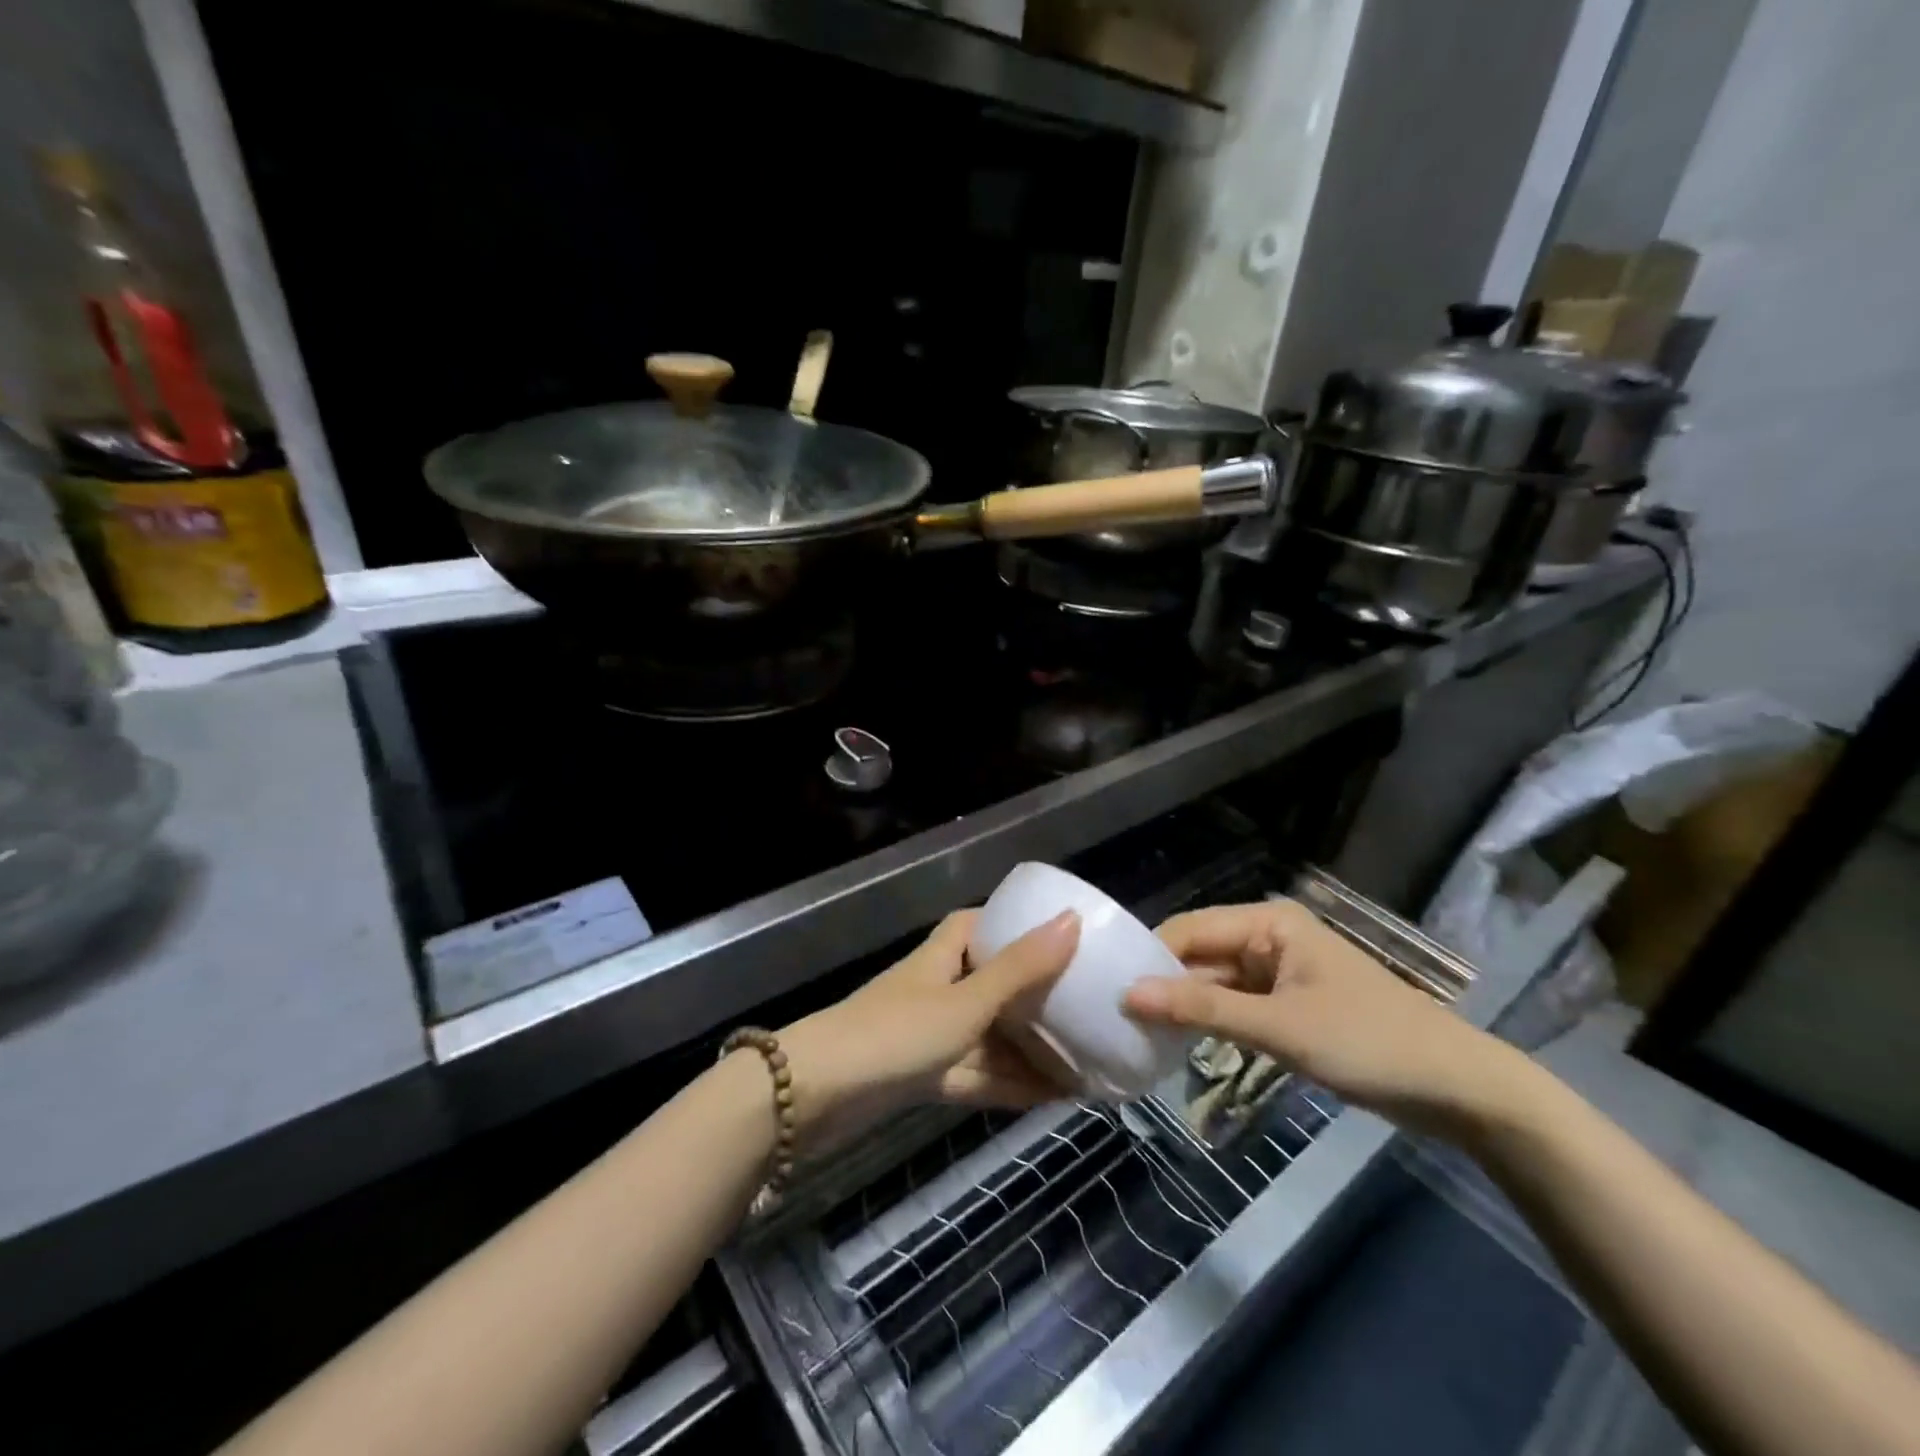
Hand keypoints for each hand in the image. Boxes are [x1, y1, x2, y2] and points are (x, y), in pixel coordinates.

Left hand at [778, 909, 1079, 1146]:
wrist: (816, 1096)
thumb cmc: (896, 1033)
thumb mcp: (965, 1001)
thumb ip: (1019, 969)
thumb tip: (1071, 921)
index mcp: (941, 957)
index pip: (976, 924)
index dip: (1010, 923)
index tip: (1054, 933)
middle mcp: (936, 989)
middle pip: (990, 983)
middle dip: (1033, 996)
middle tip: (1084, 1005)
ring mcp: (928, 1035)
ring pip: (988, 1035)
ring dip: (1029, 1049)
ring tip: (1084, 1058)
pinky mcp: (924, 1077)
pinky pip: (977, 1073)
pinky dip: (1010, 1083)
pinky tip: (1052, 1096)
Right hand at [1123, 899, 1528, 1139]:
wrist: (1460, 1090)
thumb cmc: (1369, 1043)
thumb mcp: (1280, 1027)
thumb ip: (1202, 1008)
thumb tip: (1128, 995)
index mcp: (1268, 922)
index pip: (1188, 929)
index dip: (1148, 958)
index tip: (1105, 989)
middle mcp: (1268, 937)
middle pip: (1199, 954)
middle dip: (1162, 984)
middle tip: (1113, 1017)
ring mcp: (1279, 972)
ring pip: (1214, 982)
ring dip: (1183, 1006)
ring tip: (1134, 1032)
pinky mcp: (1289, 1004)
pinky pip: (1235, 1005)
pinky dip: (1210, 1022)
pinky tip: (1178, 1043)